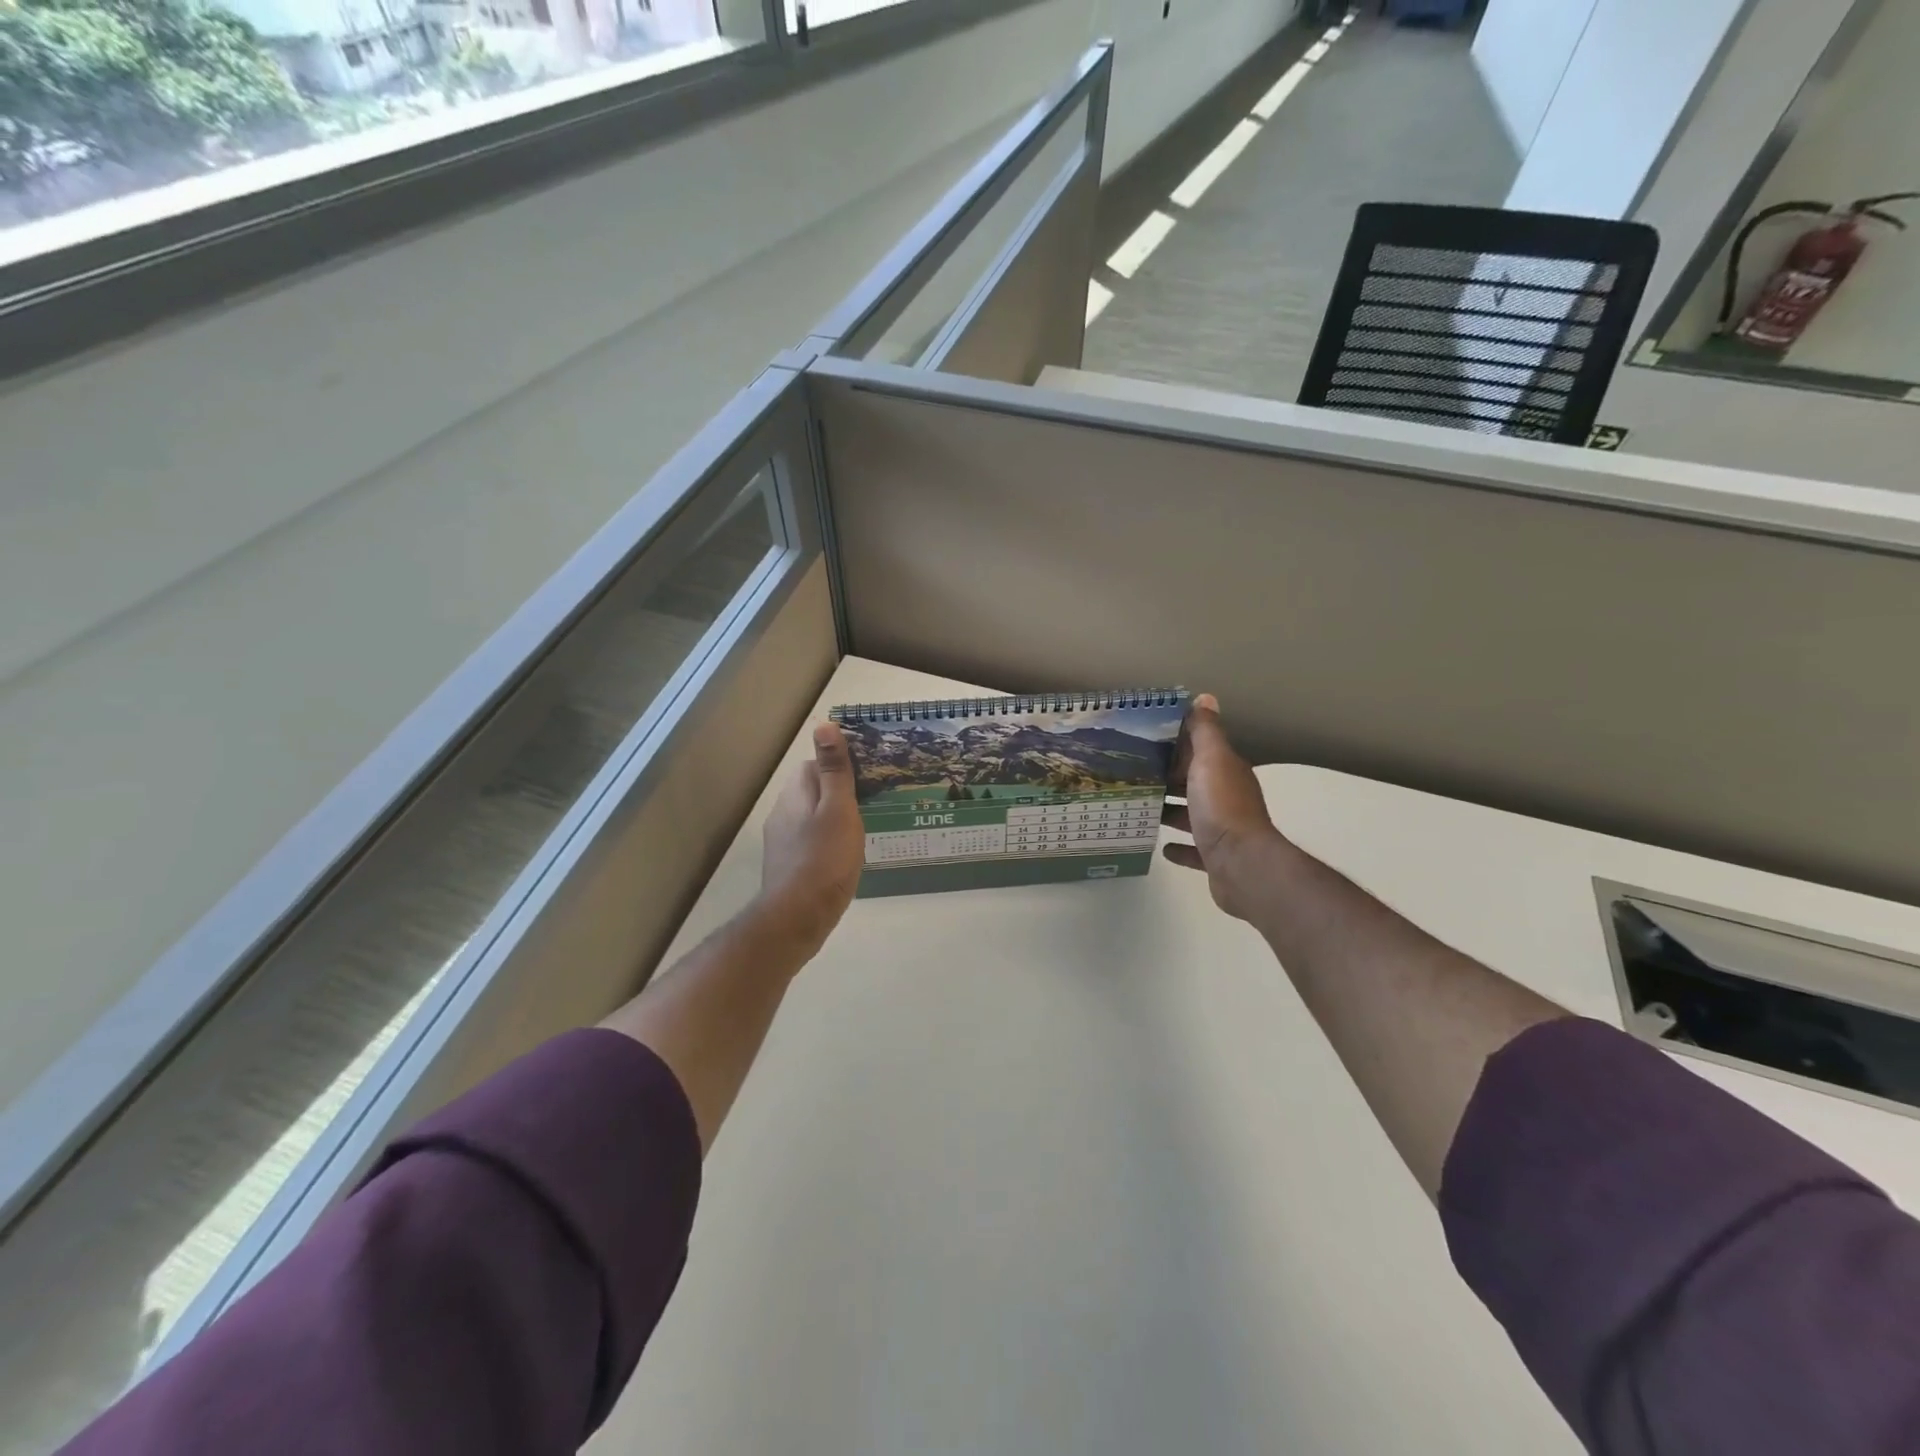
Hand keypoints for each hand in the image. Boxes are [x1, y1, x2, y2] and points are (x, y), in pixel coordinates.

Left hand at [758, 722, 865, 955]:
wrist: (798, 918)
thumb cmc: (824, 859)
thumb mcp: (839, 809)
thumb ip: (834, 769)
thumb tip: (824, 724)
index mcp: (796, 793)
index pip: (815, 765)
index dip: (841, 768)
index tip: (868, 777)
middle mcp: (782, 812)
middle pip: (813, 791)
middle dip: (839, 795)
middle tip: (872, 804)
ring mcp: (781, 841)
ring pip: (812, 818)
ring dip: (834, 820)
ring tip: (864, 831)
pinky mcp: (787, 865)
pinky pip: (810, 842)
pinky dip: (827, 843)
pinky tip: (845, 858)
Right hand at [1163, 694, 1287, 919]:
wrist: (1242, 865)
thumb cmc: (1222, 807)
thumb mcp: (1212, 759)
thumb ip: (1206, 731)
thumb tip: (1205, 697)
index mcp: (1227, 772)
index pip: (1201, 751)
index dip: (1177, 745)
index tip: (1145, 742)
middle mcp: (1227, 798)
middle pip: (1194, 782)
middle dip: (1169, 778)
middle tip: (1133, 774)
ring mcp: (1223, 830)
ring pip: (1192, 815)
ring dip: (1171, 811)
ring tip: (1141, 806)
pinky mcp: (1215, 858)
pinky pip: (1194, 849)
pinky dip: (1179, 847)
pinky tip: (1161, 846)